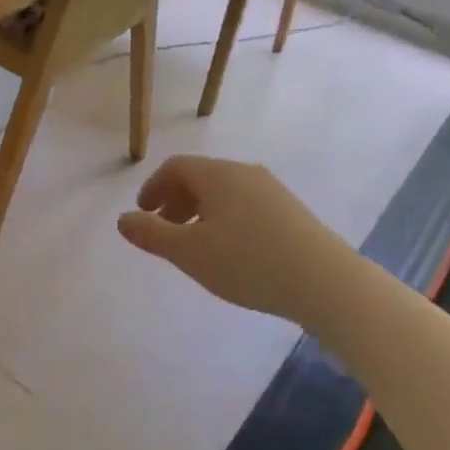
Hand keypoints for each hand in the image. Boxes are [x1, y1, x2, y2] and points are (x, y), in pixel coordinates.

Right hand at [117, 156, 341, 322]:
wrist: (326, 283)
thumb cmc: (248, 262)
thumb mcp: (189, 252)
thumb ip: (151, 234)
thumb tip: (123, 219)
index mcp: (218, 175)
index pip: (176, 167)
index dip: (153, 187)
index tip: (143, 214)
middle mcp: (246, 173)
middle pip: (201, 177)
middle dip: (175, 201)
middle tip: (164, 231)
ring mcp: (273, 191)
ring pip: (225, 193)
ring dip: (201, 212)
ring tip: (196, 246)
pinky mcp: (292, 212)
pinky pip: (246, 205)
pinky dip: (226, 220)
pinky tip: (232, 252)